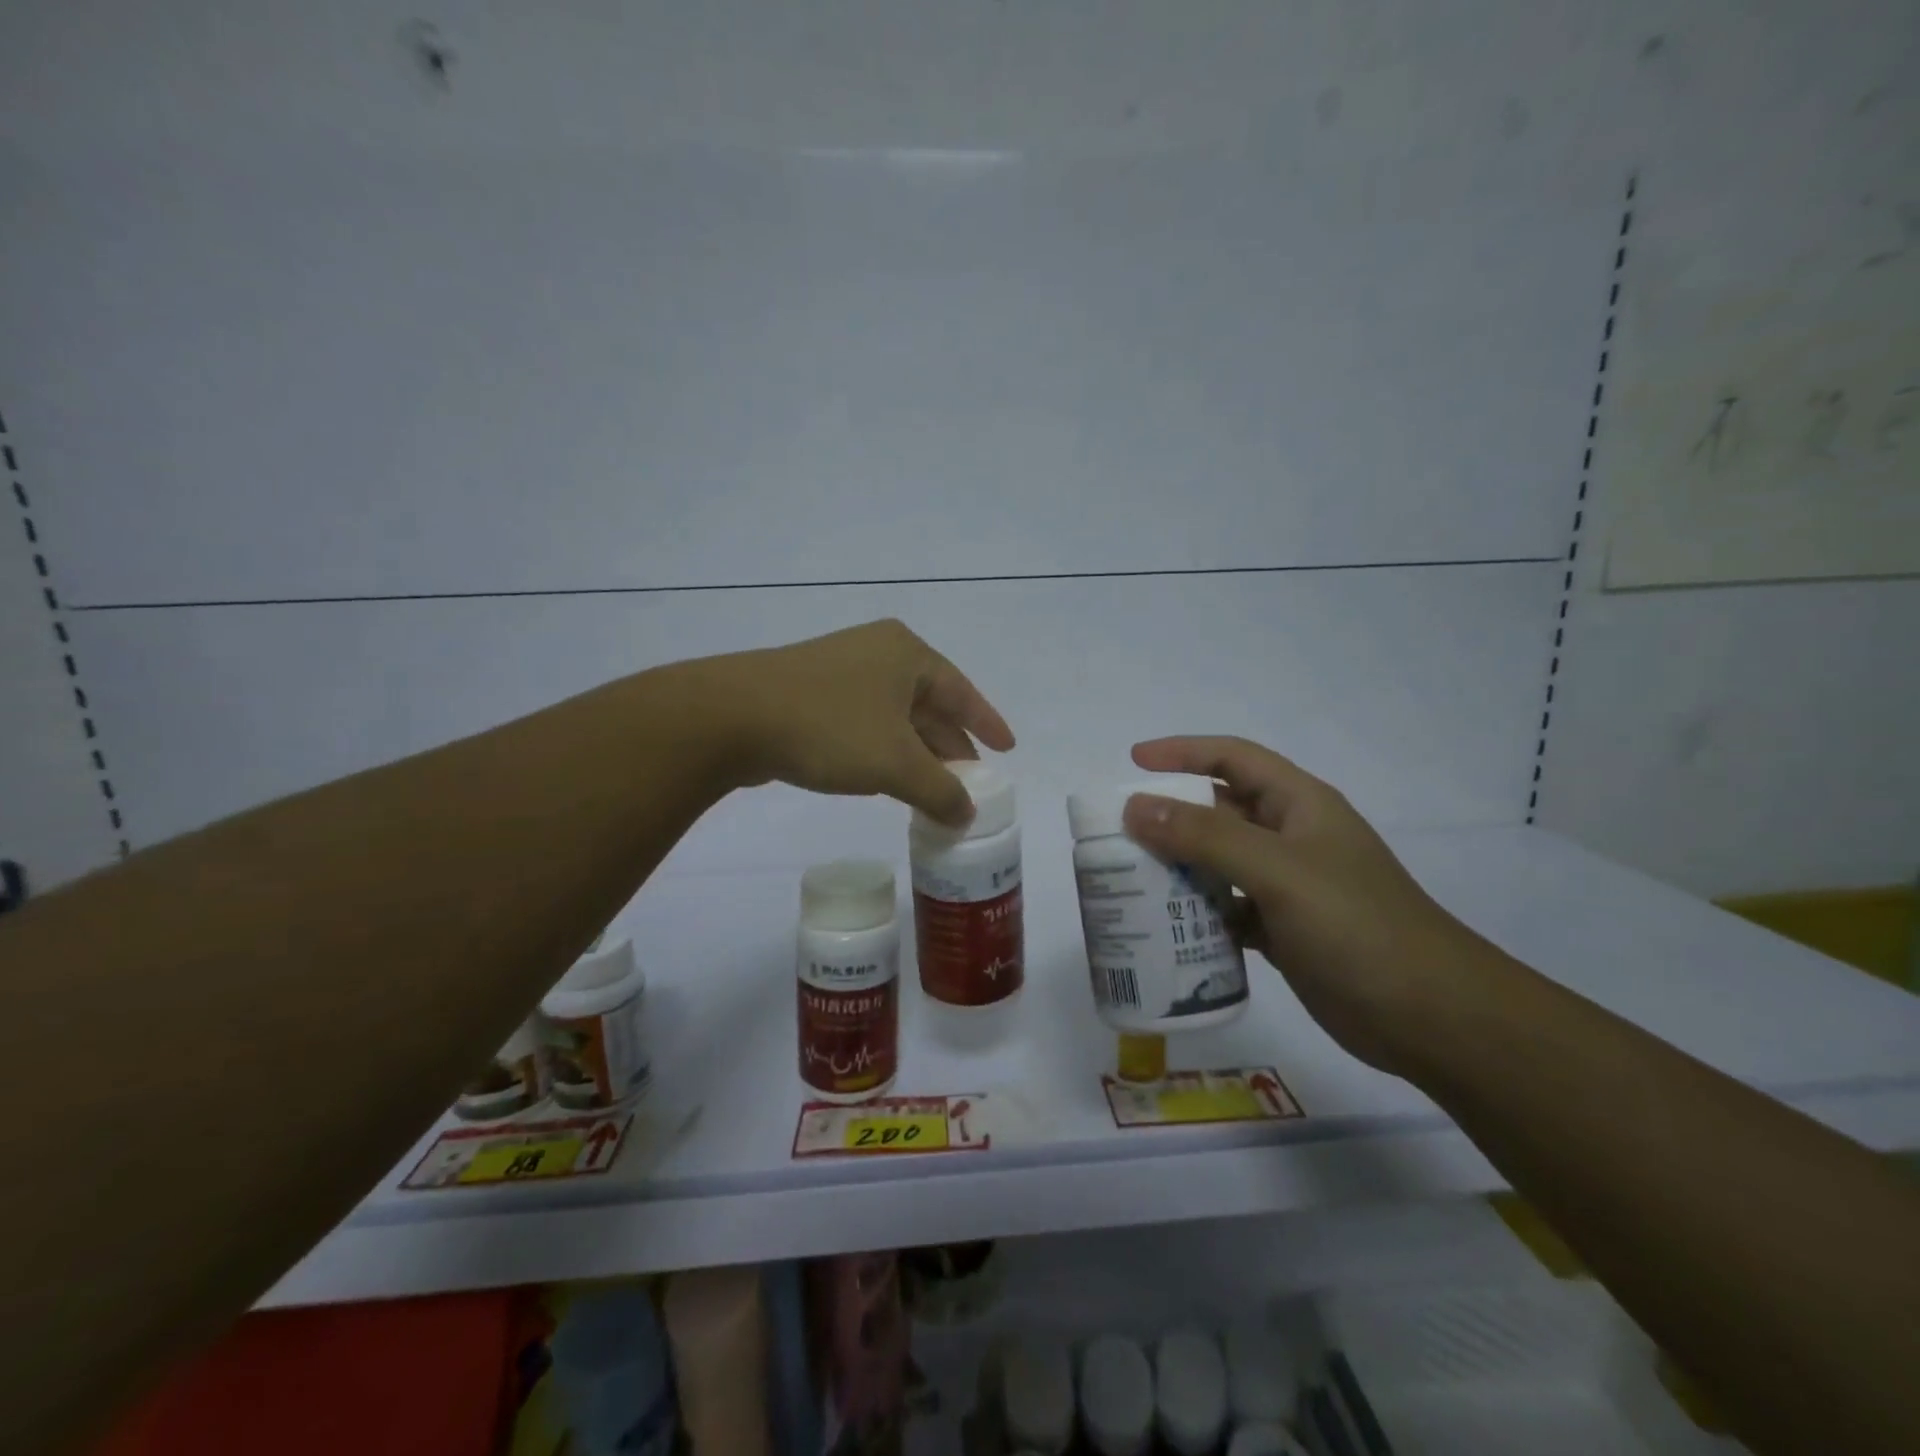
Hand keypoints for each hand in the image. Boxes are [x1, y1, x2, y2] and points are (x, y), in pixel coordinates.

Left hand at [694, 619, 1014, 824]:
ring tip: (935, 788)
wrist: (732, 717)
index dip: (986, 723)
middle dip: (950, 744)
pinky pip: (865, 723)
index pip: (962, 691)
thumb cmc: (830, 728)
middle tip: (970, 780)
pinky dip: (884, 751)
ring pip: (895, 717)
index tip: (1007, 748)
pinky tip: (887, 778)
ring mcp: (841, 671)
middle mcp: (877, 653)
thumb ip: (940, 790)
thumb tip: (967, 814)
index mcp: (906, 654)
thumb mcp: (896, 765)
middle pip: (929, 704)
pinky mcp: (811, 694)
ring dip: (917, 753)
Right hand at [1122, 736, 1487, 1074]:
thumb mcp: (1278, 871)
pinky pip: (1226, 908)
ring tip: (1129, 879)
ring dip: (1178, 867)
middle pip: (1219, 811)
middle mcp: (1291, 838)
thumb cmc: (1357, 927)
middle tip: (1119, 832)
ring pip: (1218, 862)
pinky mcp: (1283, 930)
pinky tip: (1167, 928)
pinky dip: (1197, 913)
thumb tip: (1135, 806)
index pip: (1232, 758)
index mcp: (1299, 805)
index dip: (1183, 752)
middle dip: (1170, 815)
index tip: (1133, 762)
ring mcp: (1288, 886)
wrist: (1432, 1018)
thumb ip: (1205, 837)